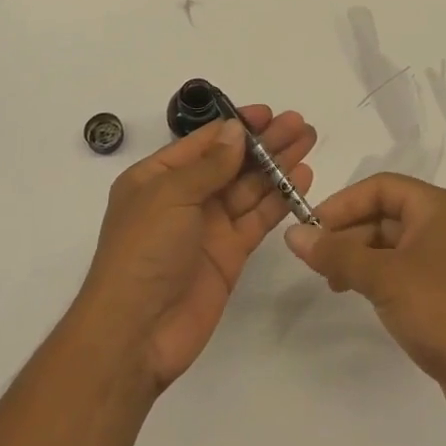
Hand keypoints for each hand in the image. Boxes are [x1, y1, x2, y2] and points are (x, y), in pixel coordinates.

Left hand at [76, 107, 315, 393]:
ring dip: (277, 165)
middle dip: (264, 142)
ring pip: (248, 187)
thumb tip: (236, 131)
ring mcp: (208, 226)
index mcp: (157, 177)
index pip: (203, 142)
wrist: (137, 332)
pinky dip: (279, 198)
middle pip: (231, 162)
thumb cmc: (143, 252)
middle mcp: (183, 198)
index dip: (236, 126)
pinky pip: (257, 218)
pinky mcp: (229, 254)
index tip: (268, 113)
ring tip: (308, 141)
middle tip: (299, 124)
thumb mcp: (170, 196)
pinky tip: (302, 178)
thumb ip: (209, 165)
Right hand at [286, 172, 445, 443]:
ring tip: (333, 283)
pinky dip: (376, 277)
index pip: (380, 188)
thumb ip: (336, 253)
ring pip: (390, 245)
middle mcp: (444, 226)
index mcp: (438, 208)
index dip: (343, 204)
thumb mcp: (383, 277)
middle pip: (384, 215)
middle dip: (348, 234)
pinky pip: (401, 271)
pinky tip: (358, 295)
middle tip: (316, 261)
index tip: (311, 228)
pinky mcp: (445, 294)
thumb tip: (292, 235)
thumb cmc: (443, 310)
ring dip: (358, 258)